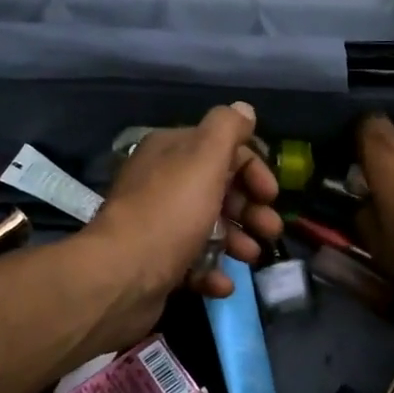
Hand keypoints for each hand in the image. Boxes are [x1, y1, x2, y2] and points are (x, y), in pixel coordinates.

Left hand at [74, 102, 283, 348]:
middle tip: (270, 229)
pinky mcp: (157, 263)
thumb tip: (244, 109)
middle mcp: (162, 183)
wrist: (122, 275)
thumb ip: (227, 129)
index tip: (271, 195)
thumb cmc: (170, 211)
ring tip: (251, 257)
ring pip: (209, 228)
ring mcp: (158, 225)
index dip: (252, 168)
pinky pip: (193, 263)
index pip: (222, 149)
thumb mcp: (204, 158)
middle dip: (249, 209)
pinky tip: (224, 283)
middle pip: (218, 190)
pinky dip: (213, 271)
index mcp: (170, 152)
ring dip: (237, 241)